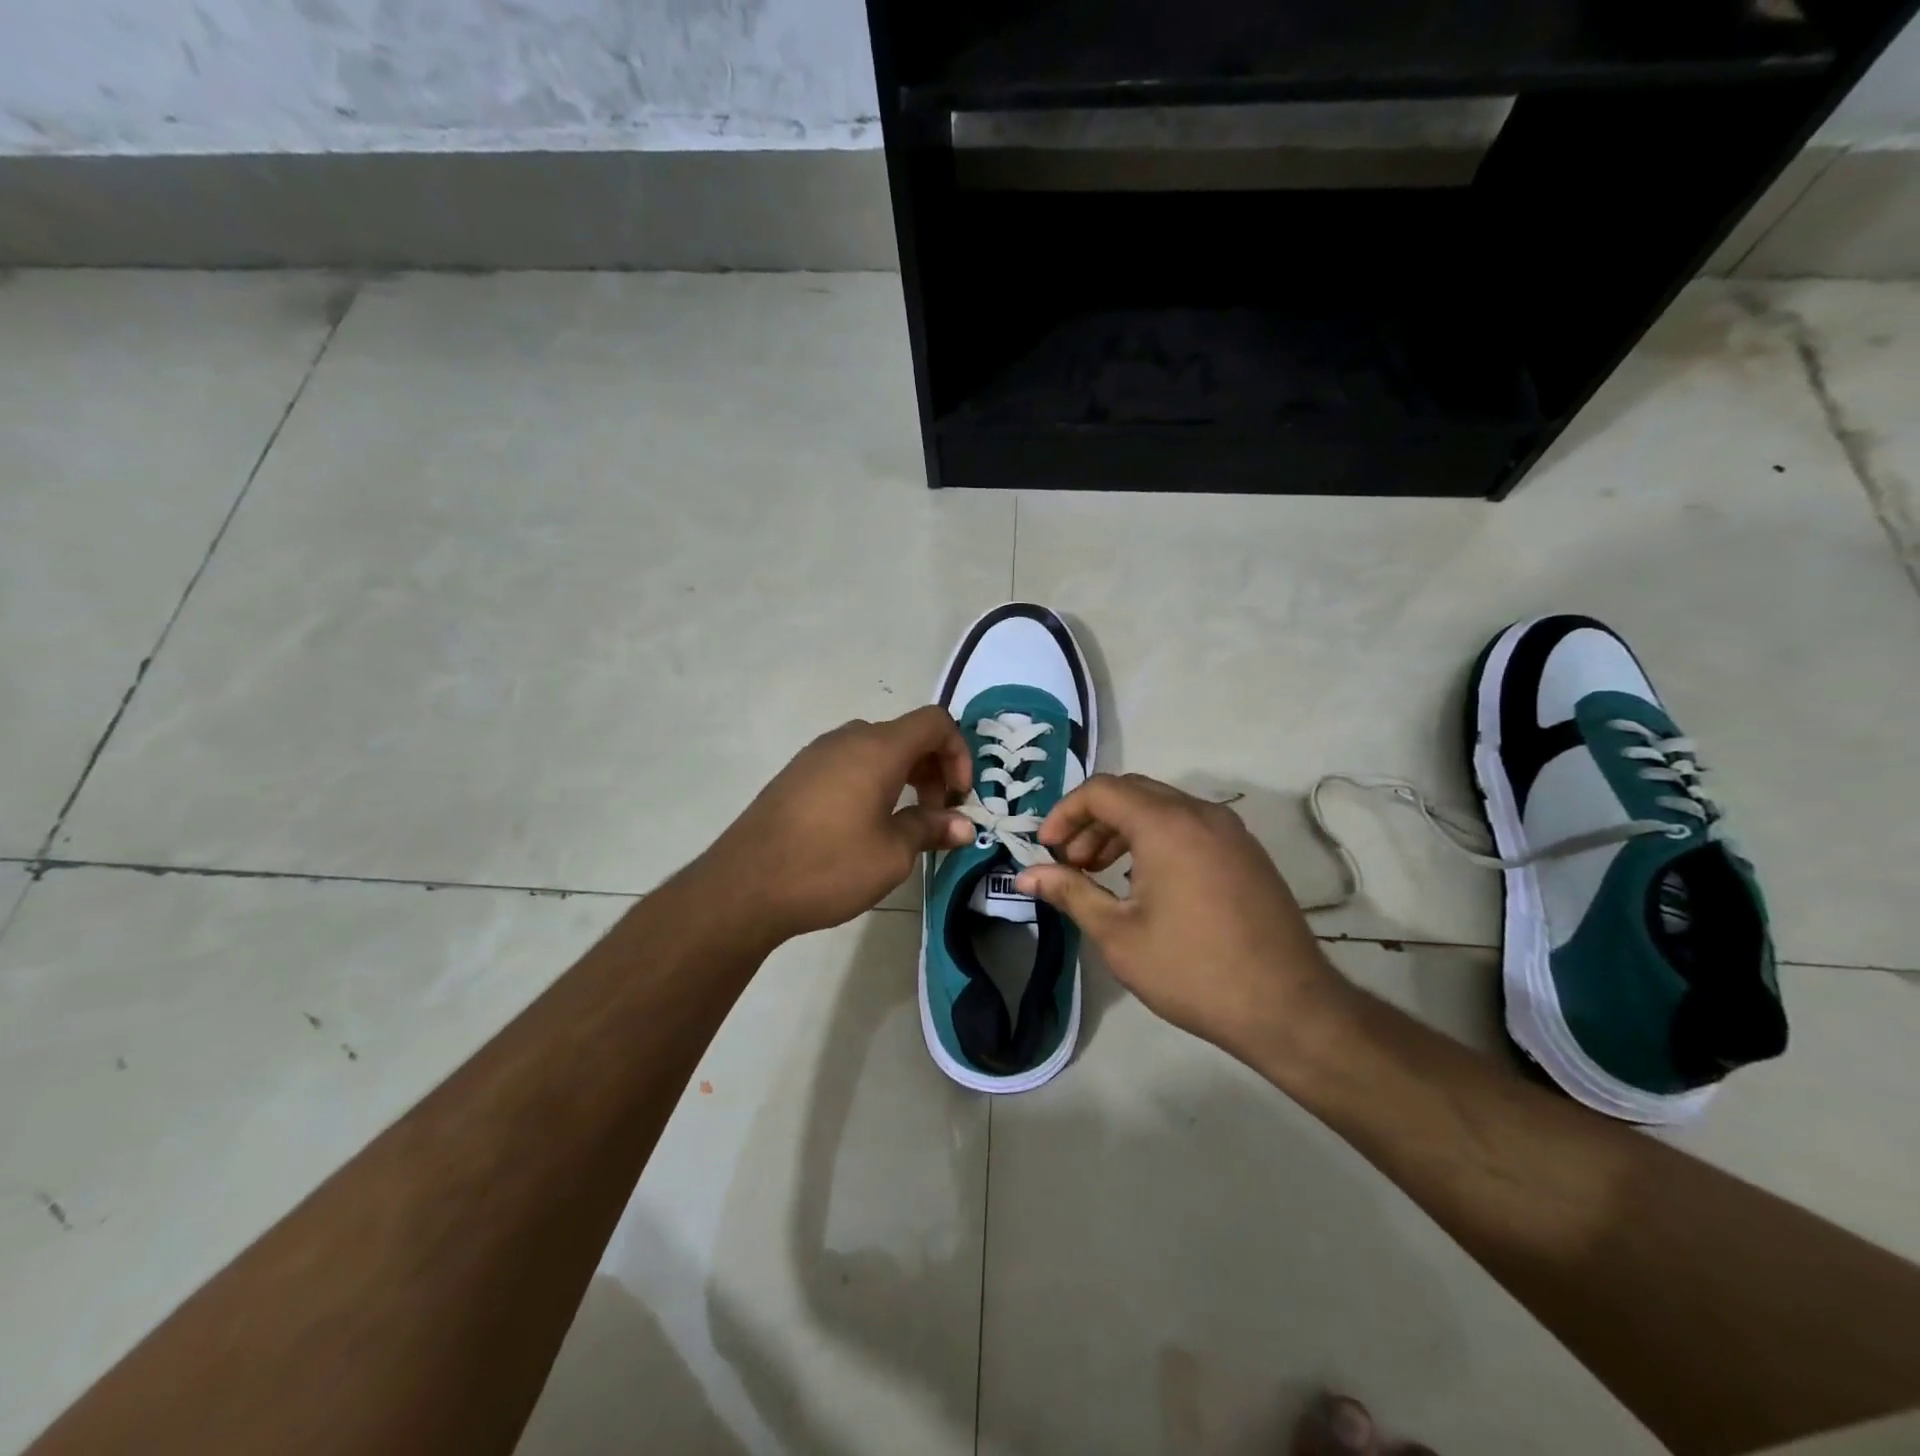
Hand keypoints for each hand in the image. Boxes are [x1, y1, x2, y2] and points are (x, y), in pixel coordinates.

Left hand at [697, 706, 975, 945]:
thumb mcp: (892, 854)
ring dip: (903, 777)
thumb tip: (964, 826)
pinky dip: (872, 782)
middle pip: (906, 735)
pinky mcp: (796, 775)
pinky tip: (864, 825)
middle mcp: (847, 740)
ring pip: (876, 750)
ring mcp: (816, 755)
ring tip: (904, 823)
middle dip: (933, 769)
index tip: (958, 798)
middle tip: (936, 816)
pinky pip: (848, 764)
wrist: (744, 886)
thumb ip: (930, 829)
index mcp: (878, 748)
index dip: (959, 753)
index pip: (935, 722)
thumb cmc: (828, 865)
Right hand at [1015, 773, 1353, 1064]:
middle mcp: (1201, 813)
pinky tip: (1143, 883)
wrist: (1289, 1009)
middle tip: (1070, 862)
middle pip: (1131, 792)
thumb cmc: (1192, 970)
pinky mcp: (1247, 853)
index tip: (1046, 850)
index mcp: (1167, 824)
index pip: (1101, 790)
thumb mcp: (1118, 934)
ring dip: (1122, 830)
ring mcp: (1230, 831)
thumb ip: (1070, 892)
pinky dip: (1155, 840)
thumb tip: (1026, 875)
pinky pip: (1189, 827)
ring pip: (1162, 808)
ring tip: (1099, 873)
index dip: (1065, 813)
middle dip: (1091, 821)